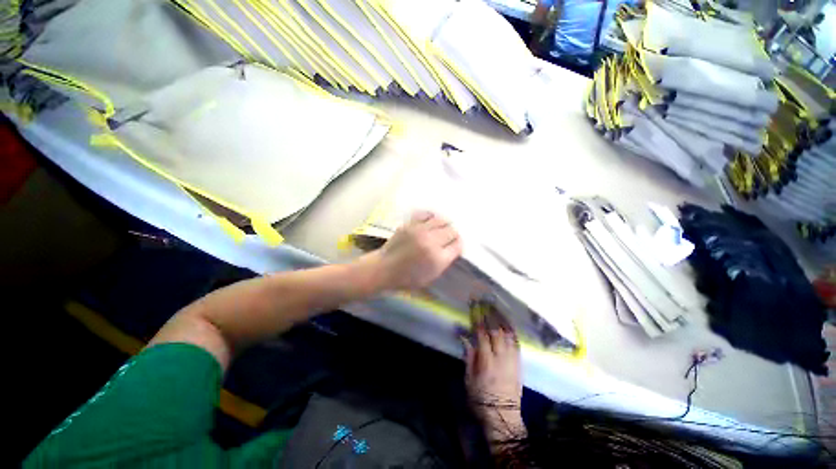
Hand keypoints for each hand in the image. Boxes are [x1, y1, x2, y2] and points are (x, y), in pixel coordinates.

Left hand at [366, 211, 461, 291]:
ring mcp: (420, 231)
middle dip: (452, 235)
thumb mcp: (431, 276)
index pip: (458, 245)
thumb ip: (444, 261)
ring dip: (444, 224)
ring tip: (441, 228)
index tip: (455, 246)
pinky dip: (431, 217)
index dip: (458, 245)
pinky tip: (430, 221)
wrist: (384, 268)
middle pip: (451, 231)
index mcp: (438, 259)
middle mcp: (431, 242)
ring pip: (441, 220)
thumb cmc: (407, 278)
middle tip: (448, 238)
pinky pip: (426, 214)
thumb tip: (453, 248)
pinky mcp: (410, 224)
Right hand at [462, 305, 525, 445]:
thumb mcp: (469, 379)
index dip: (478, 318)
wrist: (504, 416)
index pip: (482, 334)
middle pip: (496, 330)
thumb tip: (464, 336)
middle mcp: (501, 357)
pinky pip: (516, 342)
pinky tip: (507, 322)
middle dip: (490, 313)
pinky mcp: (519, 363)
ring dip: (501, 318)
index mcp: (486, 361)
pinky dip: (511, 330)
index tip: (474, 306)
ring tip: (495, 306)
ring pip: (508, 333)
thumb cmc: (481, 399)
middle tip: (484, 301)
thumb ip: (468, 356)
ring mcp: (512, 359)